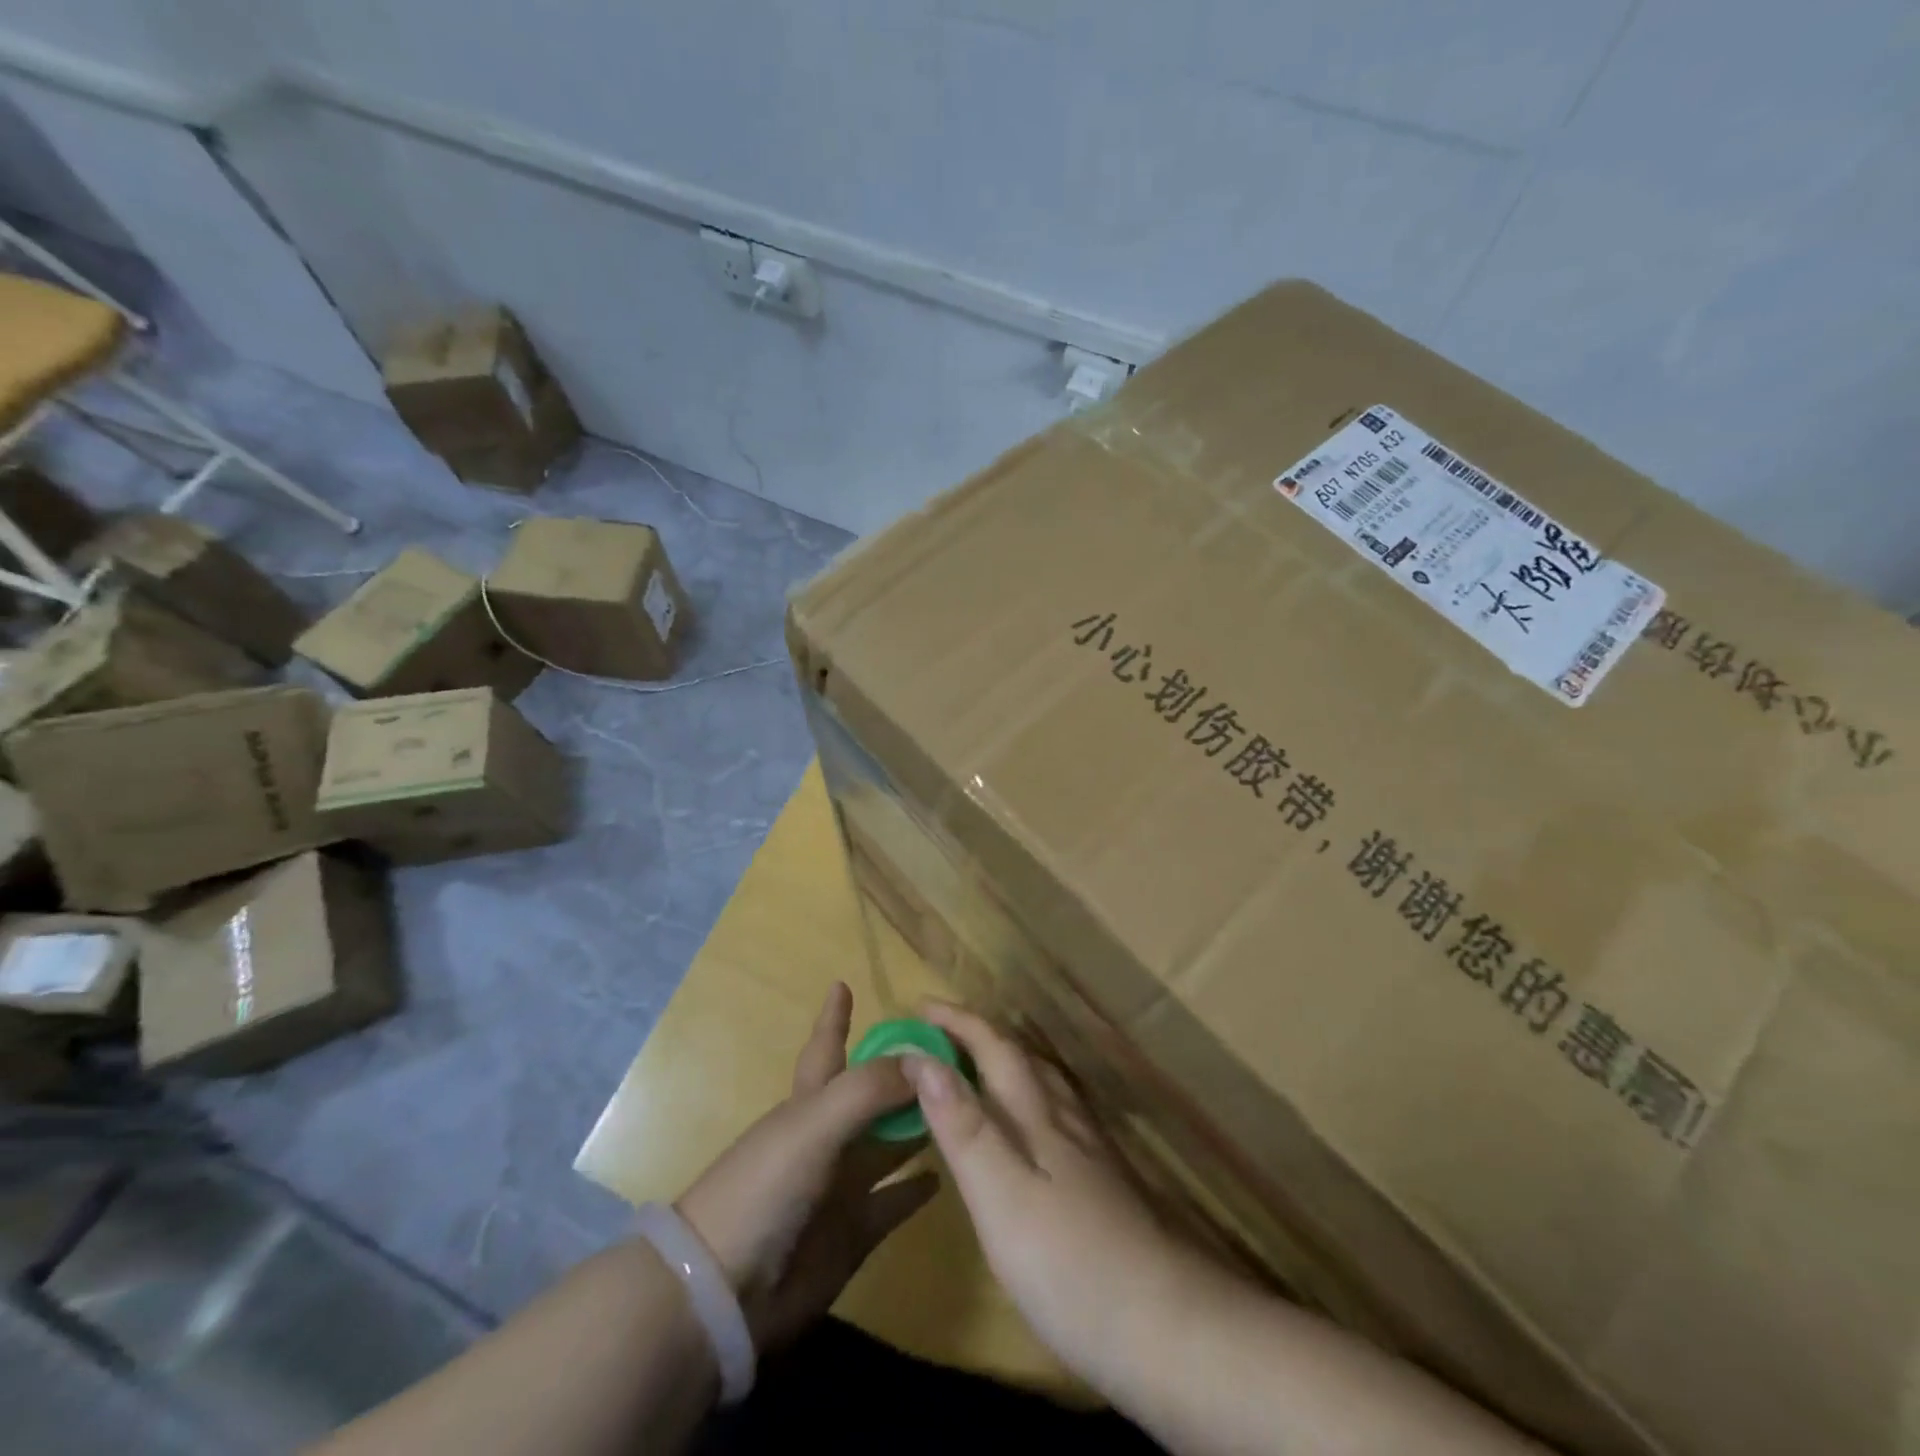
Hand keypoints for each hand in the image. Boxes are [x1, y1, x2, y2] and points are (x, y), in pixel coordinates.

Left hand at [676, 984, 938, 1351]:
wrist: (723, 1292)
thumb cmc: (763, 1188)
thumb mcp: (814, 1124)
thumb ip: (868, 1089)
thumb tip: (926, 1061)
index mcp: (810, 1103)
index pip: (828, 1046)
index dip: (835, 1017)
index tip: (844, 983)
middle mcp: (829, 1137)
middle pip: (874, 1094)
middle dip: (906, 1073)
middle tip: (954, 1051)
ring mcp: (842, 1185)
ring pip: (891, 1144)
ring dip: (922, 1125)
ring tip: (966, 1105)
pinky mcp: (854, 1233)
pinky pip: (895, 1202)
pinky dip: (918, 1188)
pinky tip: (950, 1173)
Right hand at [898, 1003, 1197, 1388]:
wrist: (1171, 1328)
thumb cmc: (1070, 1264)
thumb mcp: (1001, 1196)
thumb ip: (963, 1126)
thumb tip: (921, 1058)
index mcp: (1037, 1117)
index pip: (994, 1049)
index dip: (958, 1023)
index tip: (921, 1005)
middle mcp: (1067, 1121)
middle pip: (1024, 1059)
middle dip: (981, 1036)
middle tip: (942, 1032)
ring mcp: (1093, 1153)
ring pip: (1047, 1085)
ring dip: (1010, 1063)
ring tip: (983, 1067)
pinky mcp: (1108, 1185)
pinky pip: (1061, 1116)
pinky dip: (1034, 1101)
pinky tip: (1036, 1129)